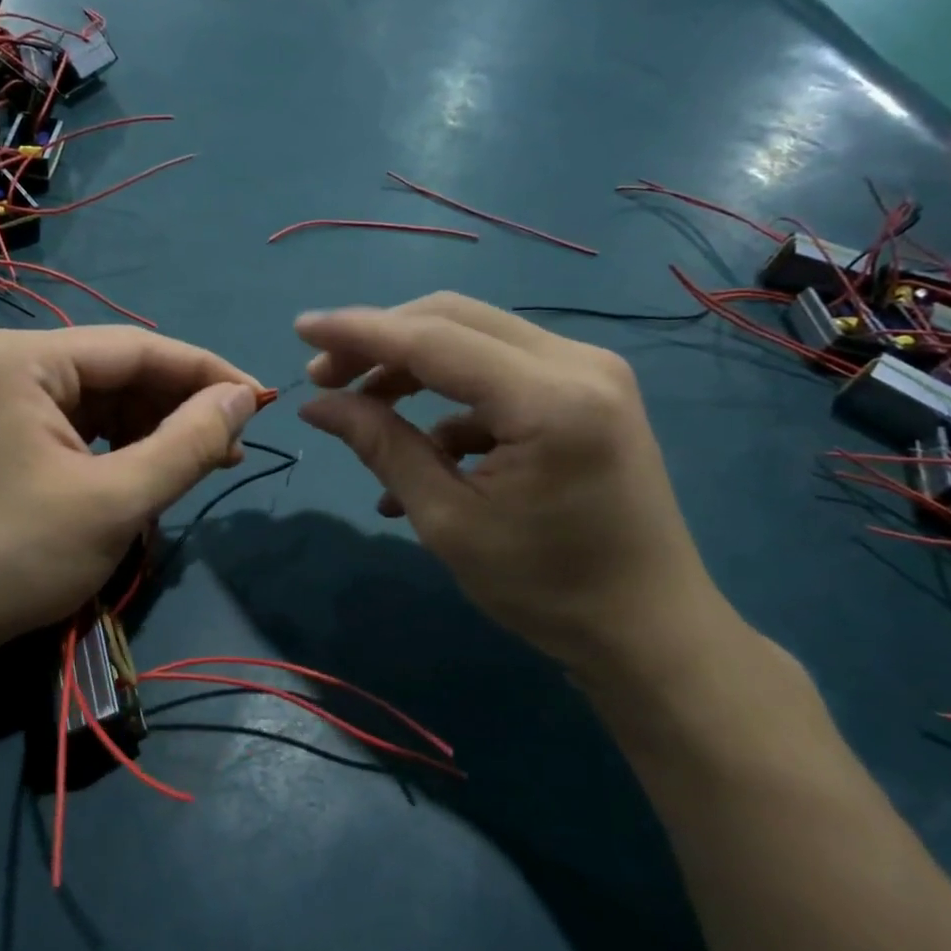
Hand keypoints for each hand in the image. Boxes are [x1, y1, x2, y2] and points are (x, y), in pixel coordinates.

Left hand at [0, 326, 261, 667]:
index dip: (206, 373)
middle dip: (179, 407)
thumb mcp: (116, 502)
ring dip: (154, 428)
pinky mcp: (3, 427)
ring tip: (203, 462)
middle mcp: (8, 360)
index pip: (136, 349)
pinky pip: (78, 421)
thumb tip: (245, 397)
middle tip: (232, 446)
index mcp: (24, 359)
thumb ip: (188, 443)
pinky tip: (152, 468)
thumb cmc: (16, 557)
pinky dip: (120, 444)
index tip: (261, 401)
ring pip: (101, 398)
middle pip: (118, 370)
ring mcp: (1, 393)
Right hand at [293, 293, 730, 674]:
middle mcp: (578, 362)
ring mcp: (590, 371)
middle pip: (454, 319)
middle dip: (381, 341)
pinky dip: (450, 399)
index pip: (433, 339)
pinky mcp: (587, 391)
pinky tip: (419, 449)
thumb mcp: (449, 521)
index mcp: (549, 399)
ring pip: (475, 338)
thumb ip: (382, 447)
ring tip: (361, 407)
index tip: (300, 328)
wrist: (649, 631)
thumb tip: (317, 404)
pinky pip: (500, 373)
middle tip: (325, 377)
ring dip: (412, 365)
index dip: (359, 331)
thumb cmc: (546, 590)